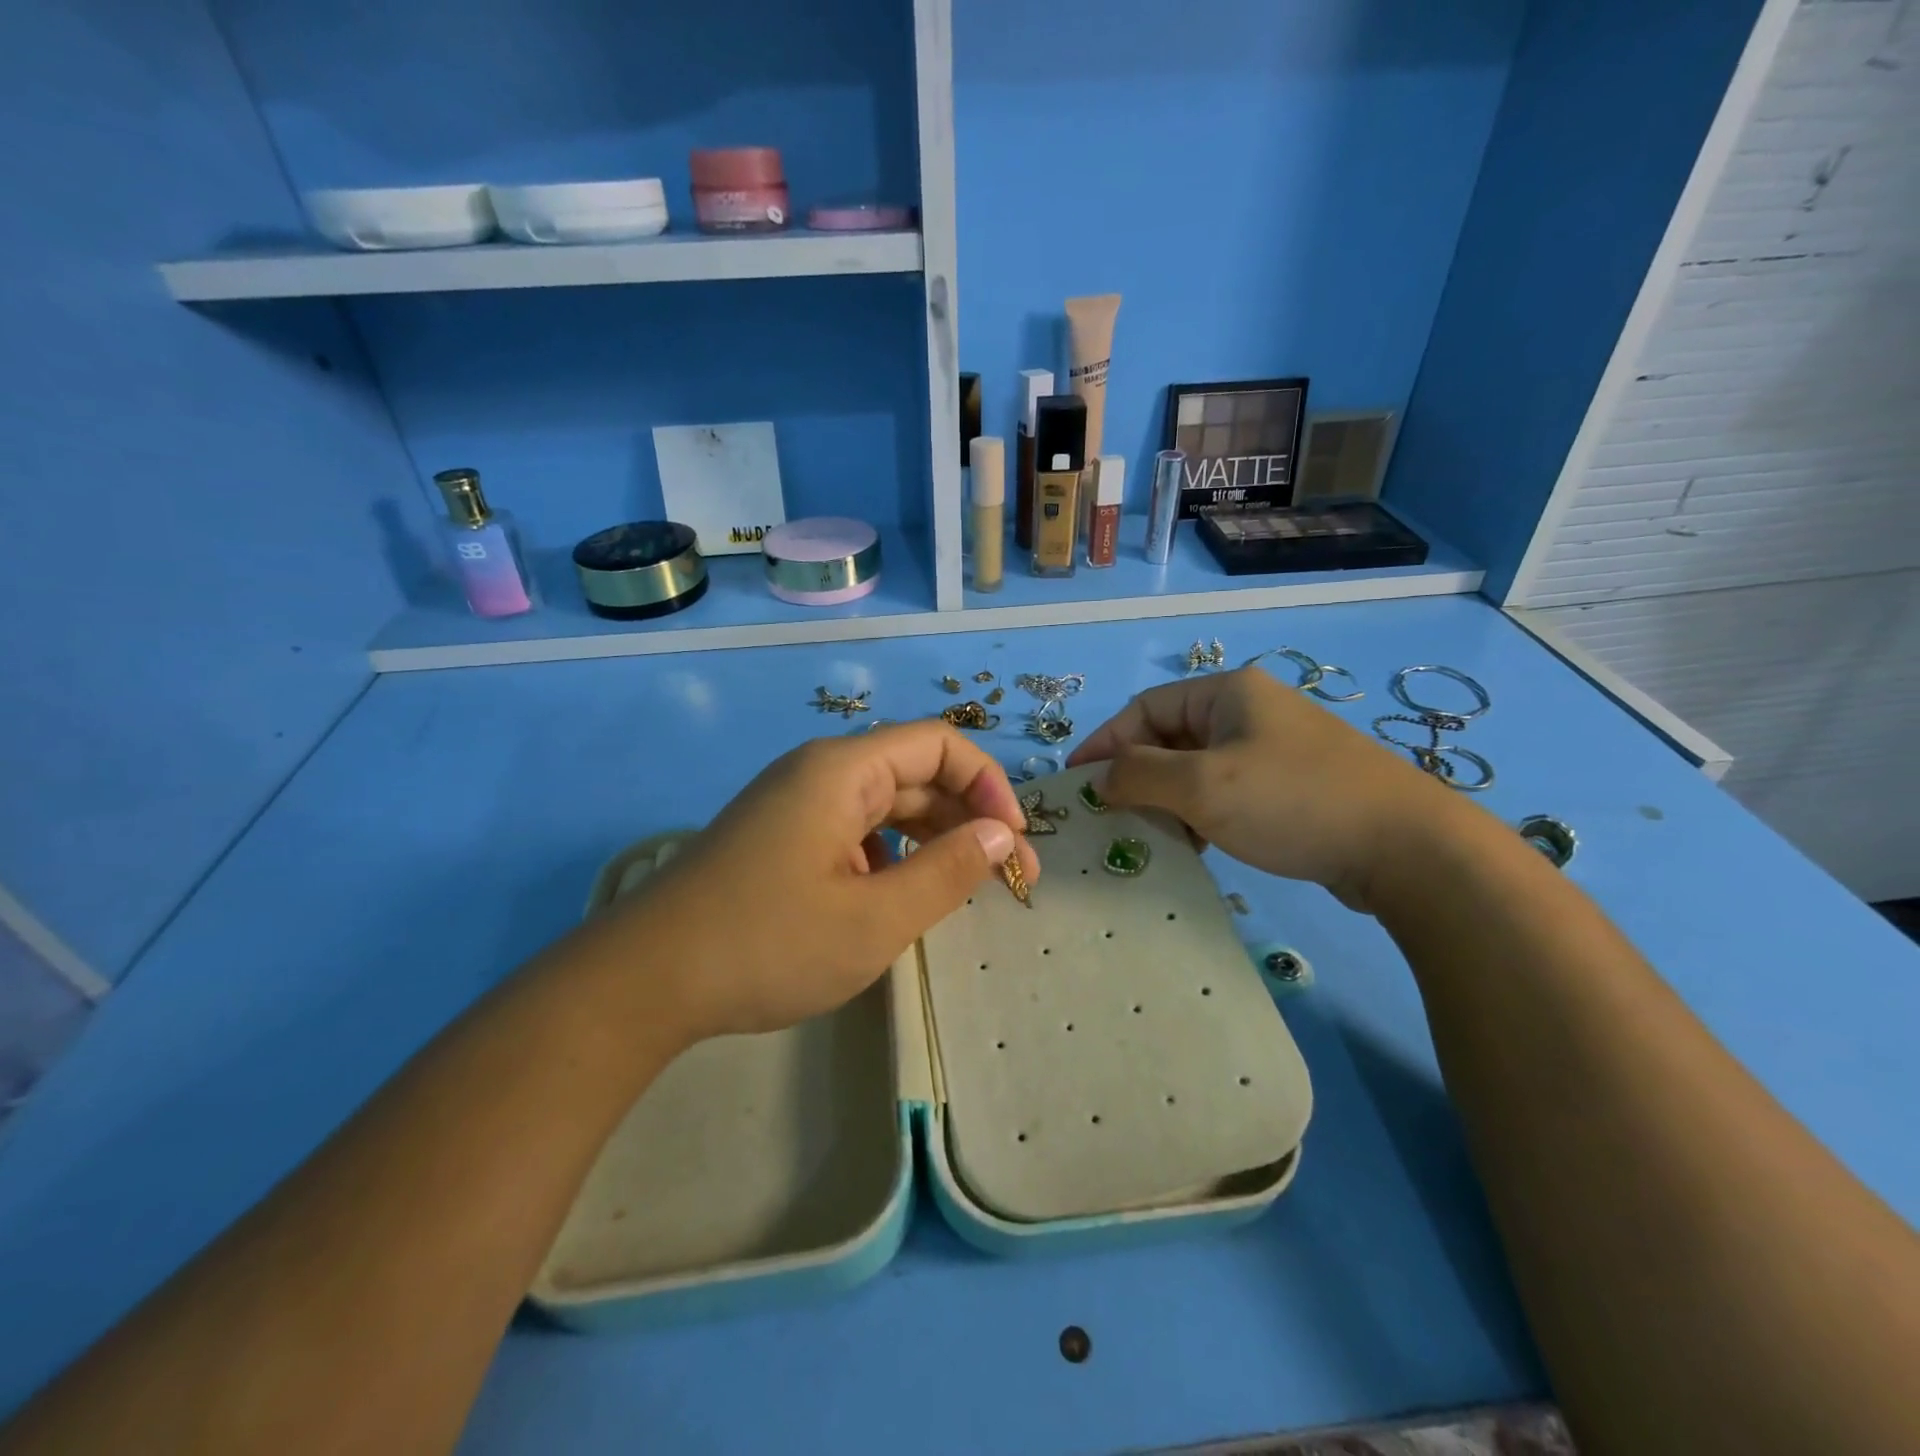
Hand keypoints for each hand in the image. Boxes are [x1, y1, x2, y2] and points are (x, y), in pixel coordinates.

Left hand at [594, 722, 1038, 1041]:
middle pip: (915, 773)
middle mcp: (819, 772)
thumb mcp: (875, 919)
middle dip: (969, 818)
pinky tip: (896, 897)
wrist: (644, 982)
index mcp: (843, 770)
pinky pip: (853, 829)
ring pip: (885, 804)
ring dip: (932, 838)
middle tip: (1009, 879)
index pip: (940, 745)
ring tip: (965, 887)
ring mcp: (795, 804)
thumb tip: (1001, 834)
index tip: (1013, 843)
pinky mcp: (780, 836)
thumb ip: (948, 872)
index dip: (989, 785)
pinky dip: (890, 854)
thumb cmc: (767, 945)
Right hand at [1067, 666, 1459, 911]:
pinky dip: (1201, 814)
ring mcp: (1274, 749)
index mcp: (1228, 692)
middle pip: (1169, 737)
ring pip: (1196, 769)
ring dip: (1167, 800)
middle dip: (1136, 776)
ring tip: (1153, 837)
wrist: (1406, 848)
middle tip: (1111, 816)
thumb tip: (1100, 777)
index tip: (1076, 781)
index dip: (1105, 743)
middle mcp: (1249, 711)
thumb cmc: (1291, 802)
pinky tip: (1198, 846)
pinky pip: (1226, 791)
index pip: (1144, 709)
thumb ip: (1139, 776)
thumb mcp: (1202, 787)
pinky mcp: (1291, 786)